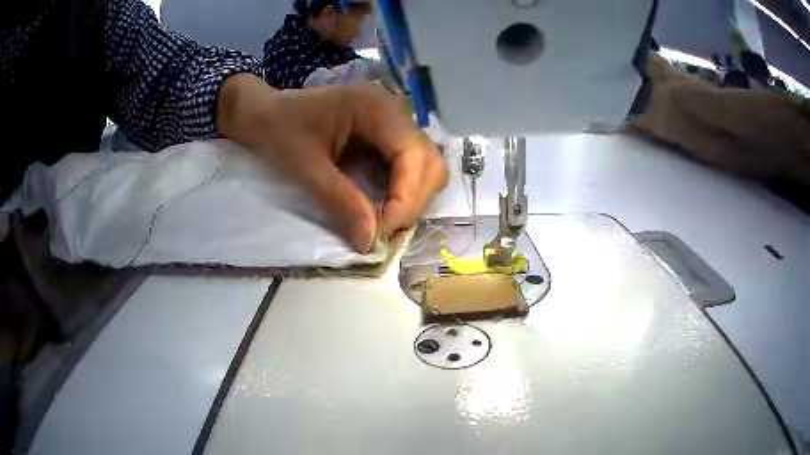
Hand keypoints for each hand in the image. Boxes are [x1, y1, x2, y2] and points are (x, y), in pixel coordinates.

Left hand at [217, 73, 447, 251]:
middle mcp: (395, 111)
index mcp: (375, 106)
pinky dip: (404, 194)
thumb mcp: (303, 166)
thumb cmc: (279, 131)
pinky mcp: (388, 138)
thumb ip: (339, 201)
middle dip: (413, 201)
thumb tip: (370, 242)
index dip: (406, 196)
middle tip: (384, 230)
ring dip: (413, 199)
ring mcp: (395, 124)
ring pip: (427, 167)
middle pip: (430, 161)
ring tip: (384, 221)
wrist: (267, 115)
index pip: (413, 154)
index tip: (383, 231)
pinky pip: (411, 170)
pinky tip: (383, 207)